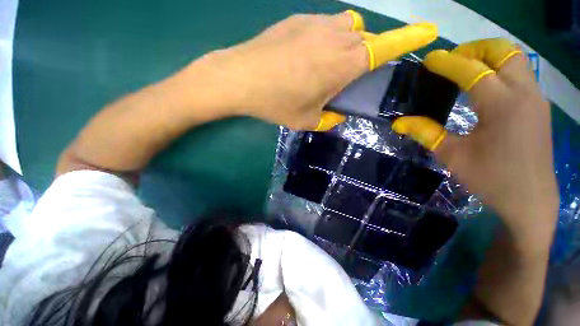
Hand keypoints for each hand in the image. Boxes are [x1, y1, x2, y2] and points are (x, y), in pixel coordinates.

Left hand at [200, 11, 436, 130]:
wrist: (241, 78)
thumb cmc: (277, 102)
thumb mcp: (306, 120)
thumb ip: (327, 120)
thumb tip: (336, 117)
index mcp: (345, 64)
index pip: (387, 47)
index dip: (410, 37)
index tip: (429, 31)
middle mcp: (337, 37)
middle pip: (365, 39)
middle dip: (362, 56)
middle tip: (343, 77)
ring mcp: (316, 23)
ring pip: (346, 28)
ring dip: (345, 45)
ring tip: (324, 67)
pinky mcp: (297, 20)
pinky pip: (323, 26)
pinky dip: (324, 40)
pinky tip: (303, 58)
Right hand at [392, 39, 558, 239]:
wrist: (530, 200)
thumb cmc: (491, 179)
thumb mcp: (452, 156)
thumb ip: (426, 133)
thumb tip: (398, 122)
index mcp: (502, 106)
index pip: (472, 71)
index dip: (448, 63)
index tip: (429, 60)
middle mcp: (524, 93)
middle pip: (502, 51)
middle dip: (474, 49)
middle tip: (451, 61)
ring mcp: (535, 98)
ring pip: (514, 58)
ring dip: (488, 56)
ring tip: (465, 69)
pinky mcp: (538, 106)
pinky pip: (519, 73)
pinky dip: (499, 68)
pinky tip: (483, 85)